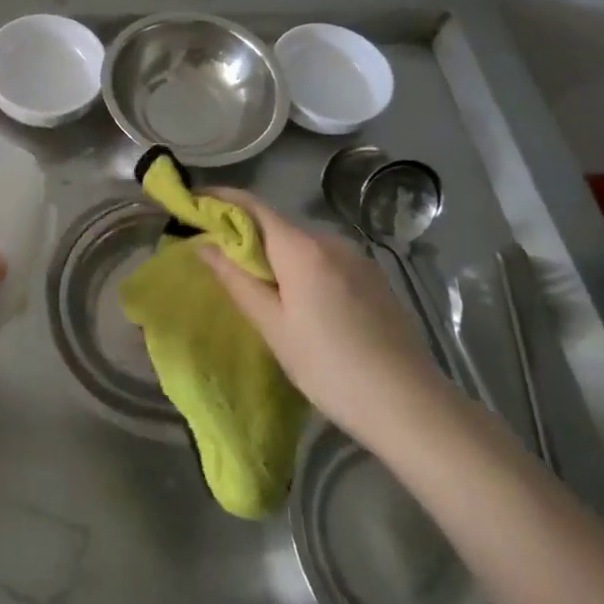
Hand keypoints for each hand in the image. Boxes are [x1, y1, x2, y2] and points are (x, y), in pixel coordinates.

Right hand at [196, 191, 448, 441]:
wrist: (410, 405)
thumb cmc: (329, 367)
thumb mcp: (274, 328)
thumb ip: (237, 281)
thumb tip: (204, 246)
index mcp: (302, 249)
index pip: (253, 206)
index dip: (220, 199)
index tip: (193, 201)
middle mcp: (331, 242)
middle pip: (277, 225)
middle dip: (245, 233)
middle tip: (217, 258)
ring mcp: (358, 259)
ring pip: (303, 245)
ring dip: (275, 254)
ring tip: (257, 286)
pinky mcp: (374, 279)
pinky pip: (326, 261)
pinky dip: (302, 268)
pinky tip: (301, 302)